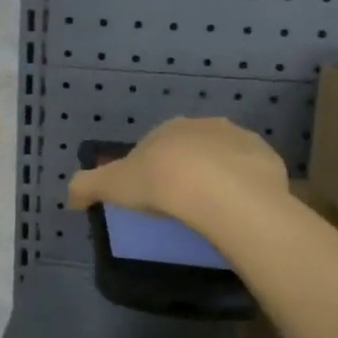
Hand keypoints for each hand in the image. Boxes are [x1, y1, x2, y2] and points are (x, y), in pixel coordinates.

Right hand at [67, 117, 287, 231]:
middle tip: (181, 203)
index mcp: (168, 128)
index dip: (151, 168)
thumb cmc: (160, 183)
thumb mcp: (111, 186)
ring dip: (220, 176)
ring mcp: (240, 140)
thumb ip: (87, 187)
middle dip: (187, 169)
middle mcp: (205, 126)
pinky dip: (247, 188)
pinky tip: (239, 211)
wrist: (218, 192)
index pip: (155, 145)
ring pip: (225, 158)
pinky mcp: (268, 159)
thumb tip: (70, 195)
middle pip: (192, 148)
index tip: (150, 194)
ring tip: (212, 209)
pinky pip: (253, 174)